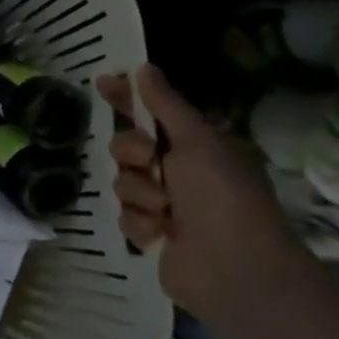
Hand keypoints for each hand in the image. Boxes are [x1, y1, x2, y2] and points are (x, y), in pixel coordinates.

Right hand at [98, 64, 313, 330]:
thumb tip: (143, 67)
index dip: (126, 98)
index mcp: (197, 146)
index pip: (152, 112)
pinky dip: (142, 223)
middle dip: (132, 153)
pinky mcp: (154, 235)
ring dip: (140, 193)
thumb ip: (165, 104)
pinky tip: (162, 234)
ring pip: (123, 182)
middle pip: (127, 146)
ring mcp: (167, 205)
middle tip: (149, 161)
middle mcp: (180, 171)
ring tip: (165, 210)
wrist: (236, 271)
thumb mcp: (198, 140)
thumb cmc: (223, 197)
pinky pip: (126, 216)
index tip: (102, 83)